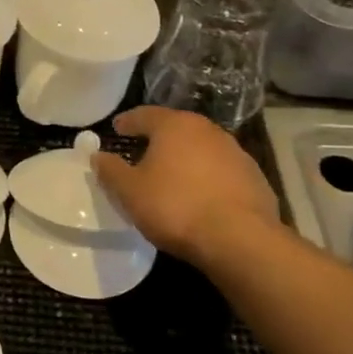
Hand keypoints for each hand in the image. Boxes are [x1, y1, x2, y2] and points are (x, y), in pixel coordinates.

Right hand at [93, 106, 283, 269]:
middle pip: (176, 128)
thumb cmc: (175, 206)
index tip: (116, 128)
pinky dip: (206, 176)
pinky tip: (199, 195)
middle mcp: (207, 130)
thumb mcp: (129, 191)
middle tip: (142, 150)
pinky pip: (221, 170)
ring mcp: (235, 152)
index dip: (127, 122)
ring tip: (171, 175)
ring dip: (185, 157)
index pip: (144, 114)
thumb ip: (110, 170)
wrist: (240, 239)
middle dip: (158, 137)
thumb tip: (97, 155)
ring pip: (201, 148)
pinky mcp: (254, 177)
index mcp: (174, 125)